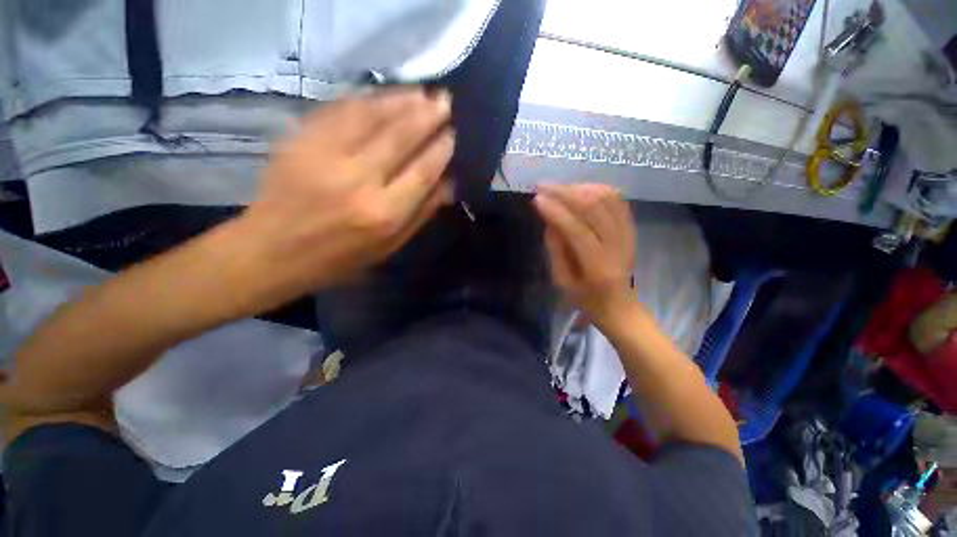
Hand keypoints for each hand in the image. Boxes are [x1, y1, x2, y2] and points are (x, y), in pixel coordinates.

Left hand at [239, 88, 454, 304]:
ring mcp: (326, 155)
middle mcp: (359, 181)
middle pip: (401, 137)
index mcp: (384, 214)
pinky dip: (367, 99)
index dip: (441, 149)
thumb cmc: (340, 258)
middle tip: (445, 101)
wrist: (272, 250)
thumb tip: (449, 183)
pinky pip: (340, 110)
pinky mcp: (301, 140)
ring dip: (401, 99)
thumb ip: (422, 214)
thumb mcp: (390, 247)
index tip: (453, 134)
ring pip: (371, 115)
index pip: (423, 171)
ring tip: (422, 92)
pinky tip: (384, 95)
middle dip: (428, 115)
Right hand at [533, 184, 638, 331]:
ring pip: (606, 197)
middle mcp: (618, 245)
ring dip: (579, 188)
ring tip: (558, 188)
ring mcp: (628, 233)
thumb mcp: (562, 281)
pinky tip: (579, 190)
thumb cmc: (586, 298)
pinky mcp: (631, 227)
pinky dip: (596, 189)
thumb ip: (555, 249)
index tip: (536, 199)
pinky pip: (616, 199)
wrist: (620, 305)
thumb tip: (549, 219)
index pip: (576, 229)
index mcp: (598, 265)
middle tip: (542, 186)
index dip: (556, 211)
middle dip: (564, 192)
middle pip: (593, 206)